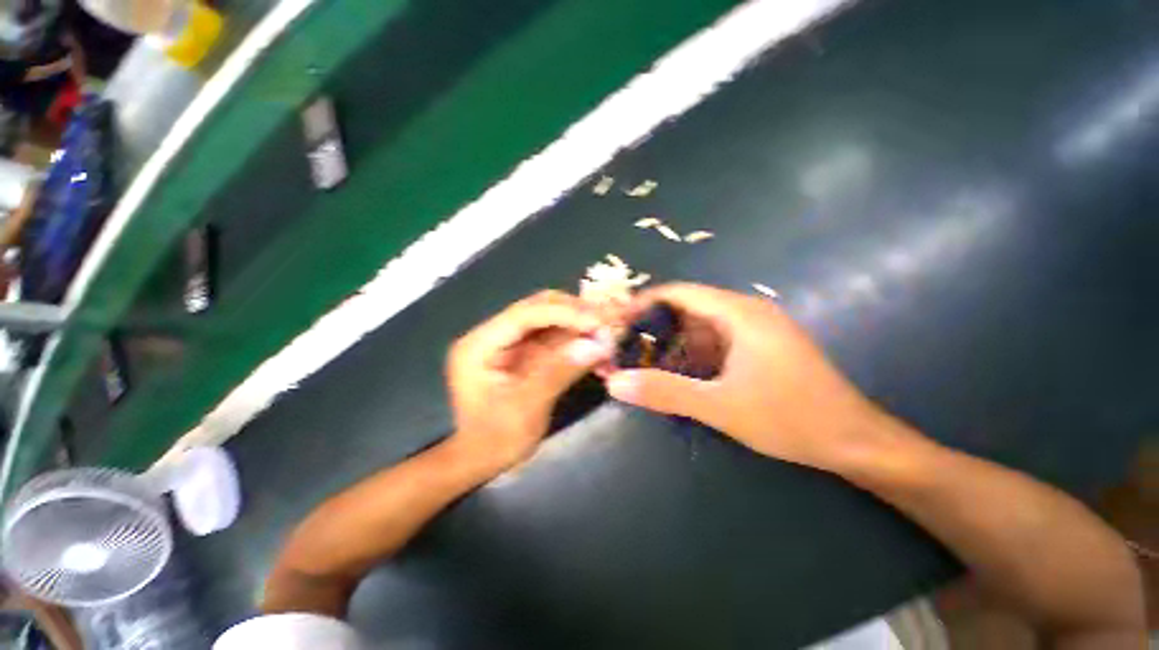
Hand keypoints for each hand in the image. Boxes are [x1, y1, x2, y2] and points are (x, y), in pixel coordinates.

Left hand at [447, 291, 613, 470]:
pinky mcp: (524, 351)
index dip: (563, 313)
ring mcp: (509, 341)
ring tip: (606, 330)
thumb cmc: (495, 440)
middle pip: (537, 308)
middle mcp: (492, 334)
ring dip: (578, 322)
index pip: (524, 314)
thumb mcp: (527, 409)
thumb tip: (597, 345)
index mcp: (479, 345)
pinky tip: (595, 341)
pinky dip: (576, 337)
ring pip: (549, 318)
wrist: (481, 459)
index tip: (597, 321)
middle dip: (574, 312)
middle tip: (607, 323)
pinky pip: (554, 335)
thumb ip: (560, 372)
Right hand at [605, 283, 888, 472]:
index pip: (679, 293)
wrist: (855, 442)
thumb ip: (665, 392)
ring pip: (699, 326)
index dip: (644, 303)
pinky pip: (714, 342)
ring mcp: (754, 330)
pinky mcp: (758, 347)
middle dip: (653, 327)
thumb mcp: (720, 407)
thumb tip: (616, 382)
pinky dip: (691, 354)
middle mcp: (746, 312)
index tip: (617, 322)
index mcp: (739, 313)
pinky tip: (676, 372)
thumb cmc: (791, 418)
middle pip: (687, 308)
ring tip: (643, 361)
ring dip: (671, 343)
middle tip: (625, 346)